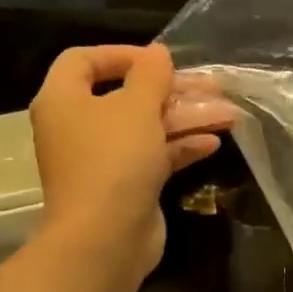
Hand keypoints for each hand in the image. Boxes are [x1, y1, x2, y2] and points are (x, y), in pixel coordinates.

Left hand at [29, 44, 230, 281]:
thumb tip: (157, 53)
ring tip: (228, 114)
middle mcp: (78, 126)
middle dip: (173, 90)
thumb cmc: (114, 160)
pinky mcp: (125, 185)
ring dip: (186, 117)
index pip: (83, 60)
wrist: (106, 238)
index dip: (122, 54)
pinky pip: (154, 155)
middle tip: (213, 85)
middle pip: (127, 95)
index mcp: (64, 100)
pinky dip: (181, 146)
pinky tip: (213, 142)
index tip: (160, 60)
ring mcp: (102, 159)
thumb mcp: (137, 107)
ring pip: (146, 127)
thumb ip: (150, 75)